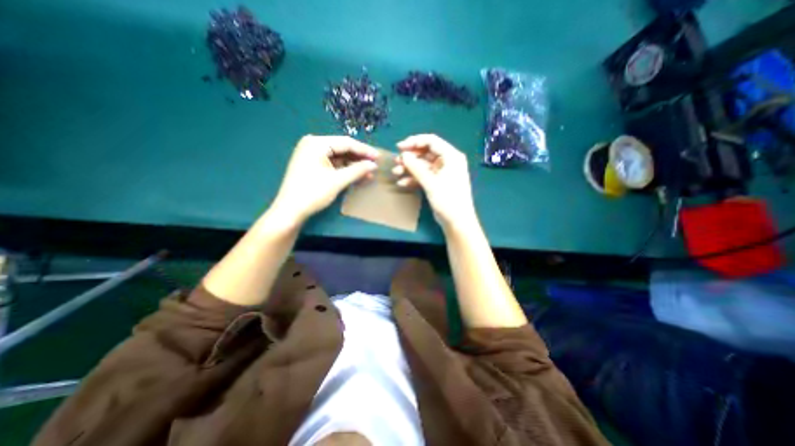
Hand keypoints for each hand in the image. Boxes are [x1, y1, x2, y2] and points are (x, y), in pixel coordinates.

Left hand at [271, 133, 378, 221]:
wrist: (290, 210)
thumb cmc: (313, 193)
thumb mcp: (338, 181)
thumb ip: (357, 170)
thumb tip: (374, 165)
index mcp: (317, 143)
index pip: (346, 143)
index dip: (364, 150)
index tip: (379, 157)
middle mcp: (313, 144)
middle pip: (342, 148)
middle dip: (359, 158)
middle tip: (375, 165)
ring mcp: (311, 155)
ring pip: (339, 157)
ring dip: (353, 165)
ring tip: (369, 172)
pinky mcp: (312, 165)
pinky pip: (333, 164)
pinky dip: (345, 169)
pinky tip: (357, 175)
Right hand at [393, 133, 474, 229]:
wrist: (456, 221)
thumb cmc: (448, 199)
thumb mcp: (430, 182)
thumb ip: (416, 167)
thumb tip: (403, 155)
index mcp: (451, 156)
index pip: (431, 141)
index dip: (414, 142)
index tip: (399, 147)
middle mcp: (447, 161)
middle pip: (425, 153)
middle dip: (410, 157)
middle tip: (396, 162)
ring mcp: (442, 172)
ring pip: (422, 165)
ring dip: (409, 168)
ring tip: (396, 173)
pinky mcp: (437, 182)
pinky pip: (423, 176)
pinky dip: (413, 178)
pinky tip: (402, 183)